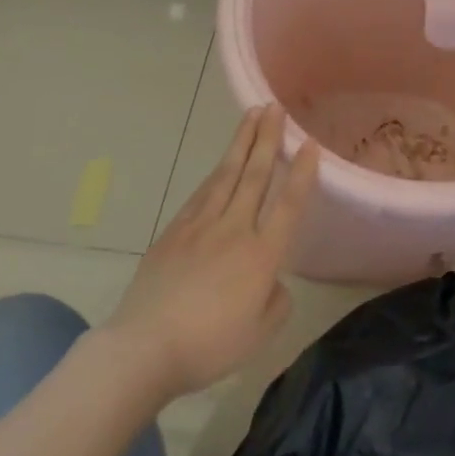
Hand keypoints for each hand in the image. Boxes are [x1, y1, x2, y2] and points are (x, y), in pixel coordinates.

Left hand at [104, 105, 318, 399]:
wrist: (145, 348)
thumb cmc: (209, 346)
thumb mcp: (260, 335)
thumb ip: (277, 302)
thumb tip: (273, 281)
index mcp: (262, 255)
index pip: (288, 204)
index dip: (302, 173)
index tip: (309, 143)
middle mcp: (235, 229)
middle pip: (256, 175)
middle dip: (268, 138)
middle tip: (274, 107)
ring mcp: (201, 226)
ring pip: (227, 174)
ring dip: (242, 142)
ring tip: (251, 116)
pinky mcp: (174, 232)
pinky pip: (201, 194)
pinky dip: (215, 173)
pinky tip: (221, 163)